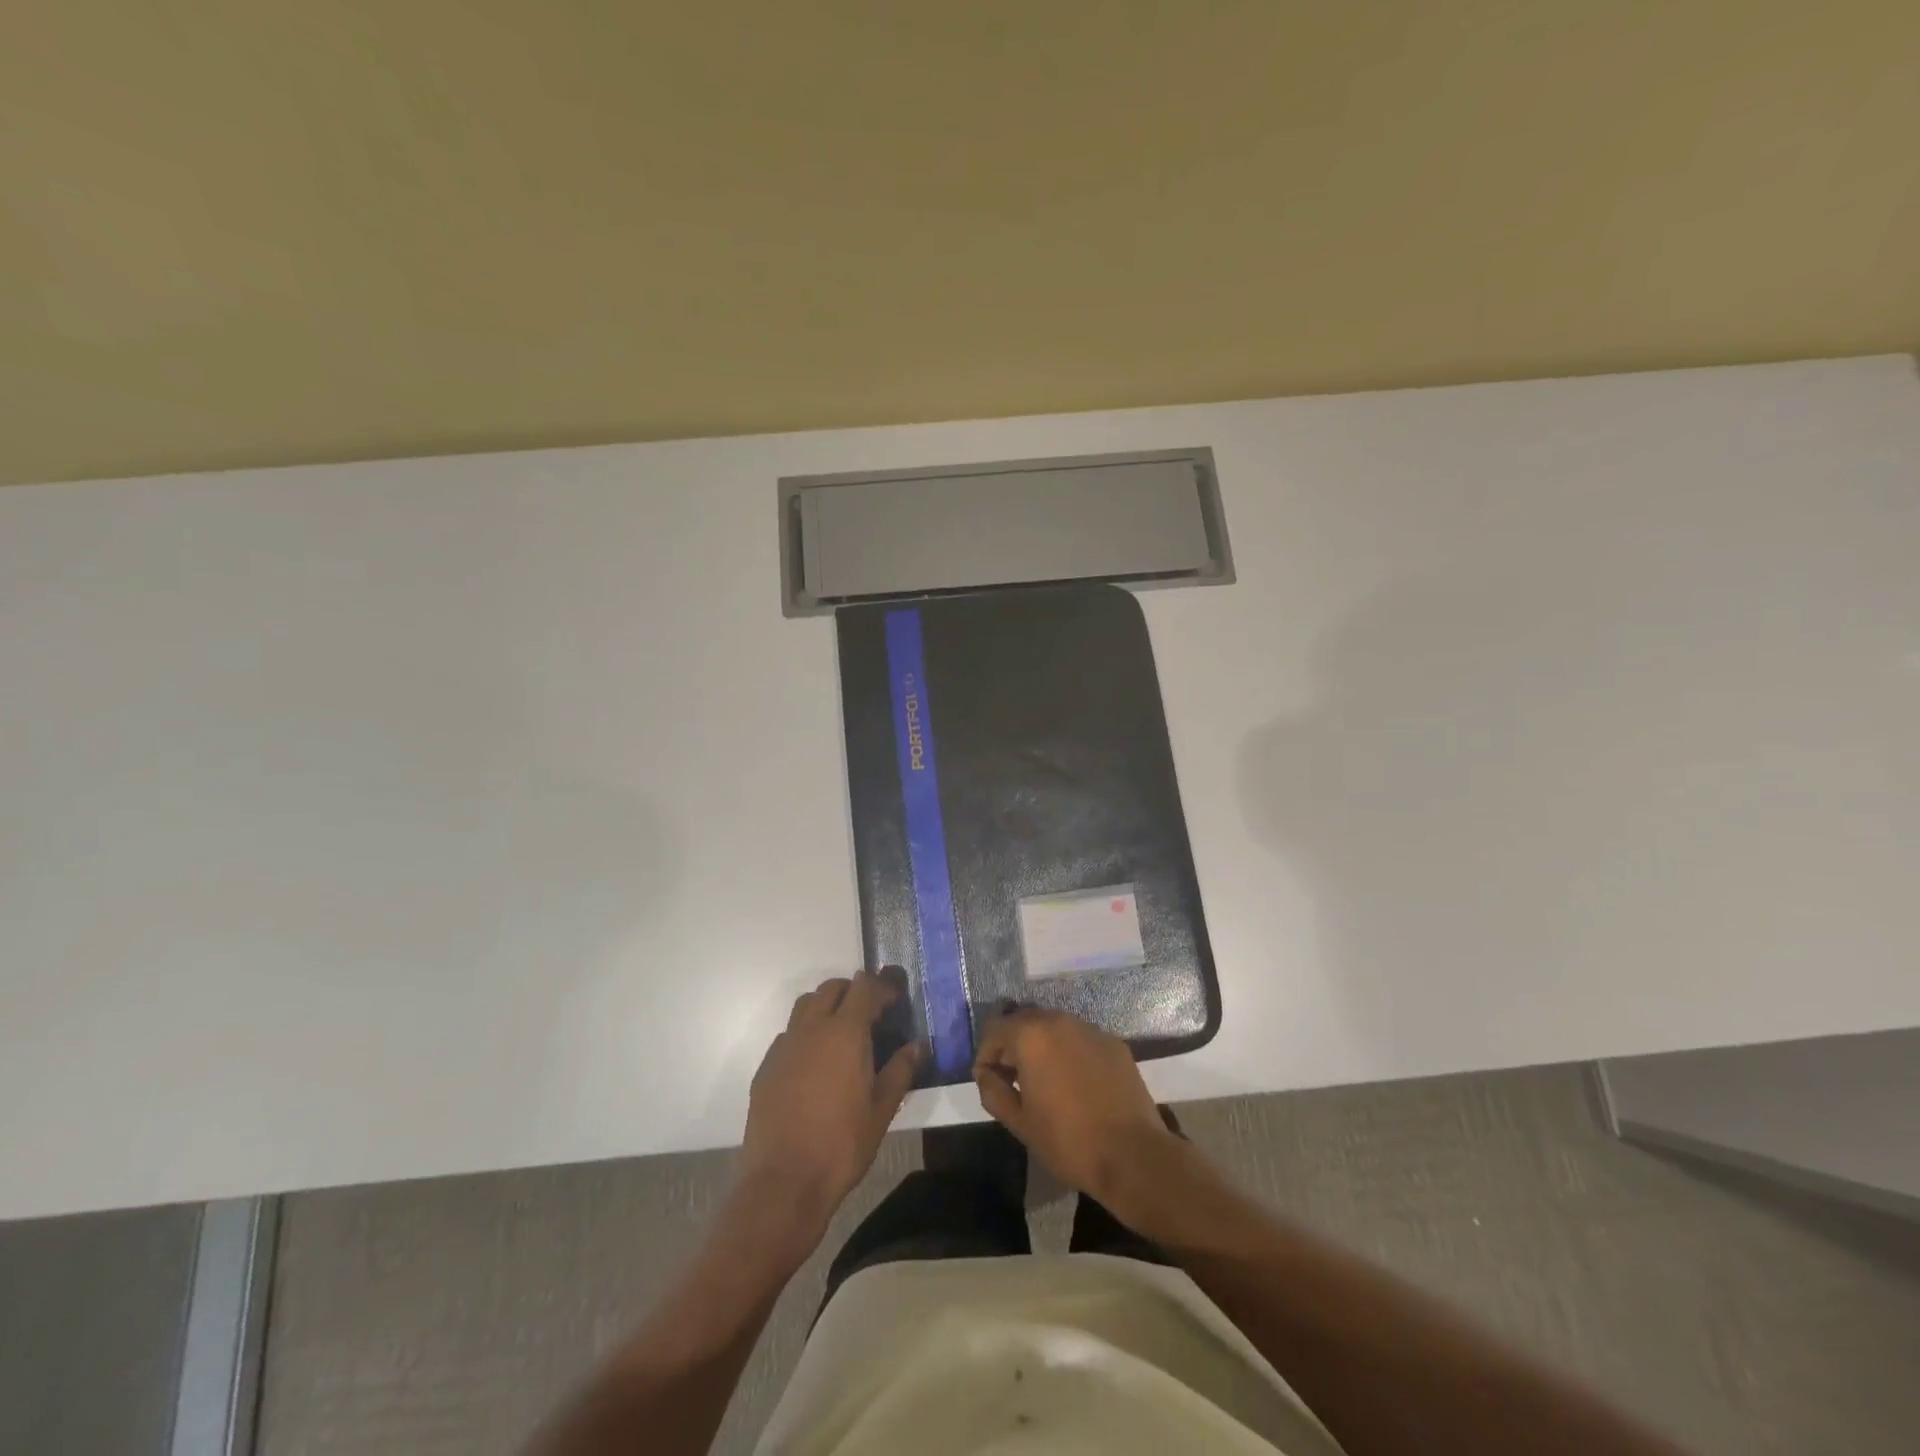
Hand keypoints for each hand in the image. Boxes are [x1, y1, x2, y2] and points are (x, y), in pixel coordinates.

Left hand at [740, 970, 920, 1241]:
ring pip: (805, 1005)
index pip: (863, 987)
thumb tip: (918, 1045)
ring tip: (841, 1032)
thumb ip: (901, 1070)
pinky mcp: (766, 1067)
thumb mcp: (882, 1110)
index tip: (894, 1000)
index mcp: (845, 1033)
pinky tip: (814, 1064)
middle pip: (831, 988)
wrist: (783, 1182)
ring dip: (826, 1006)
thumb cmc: (842, 1145)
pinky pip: (788, 1034)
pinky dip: (805, 1034)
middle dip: (853, 991)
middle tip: (871, 1014)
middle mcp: (812, 1029)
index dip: (881, 986)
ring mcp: (784, 1046)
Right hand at [972, 1008, 1179, 1207]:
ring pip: (1053, 1027)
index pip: (995, 1029)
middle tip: (1013, 1080)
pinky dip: (1069, 1052)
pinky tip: (1075, 1083)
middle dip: (1012, 1046)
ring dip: (1041, 1046)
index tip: (989, 1082)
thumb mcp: (1019, 1123)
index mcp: (1031, 1035)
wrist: (1133, 1155)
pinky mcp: (1113, 1042)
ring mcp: (1090, 1029)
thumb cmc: (1068, 1141)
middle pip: (1024, 1021)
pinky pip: (1079, 1038)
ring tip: (1044, 1081)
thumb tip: (985, 1074)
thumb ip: (993, 1091)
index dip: (986, 1055)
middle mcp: (1059, 1021)